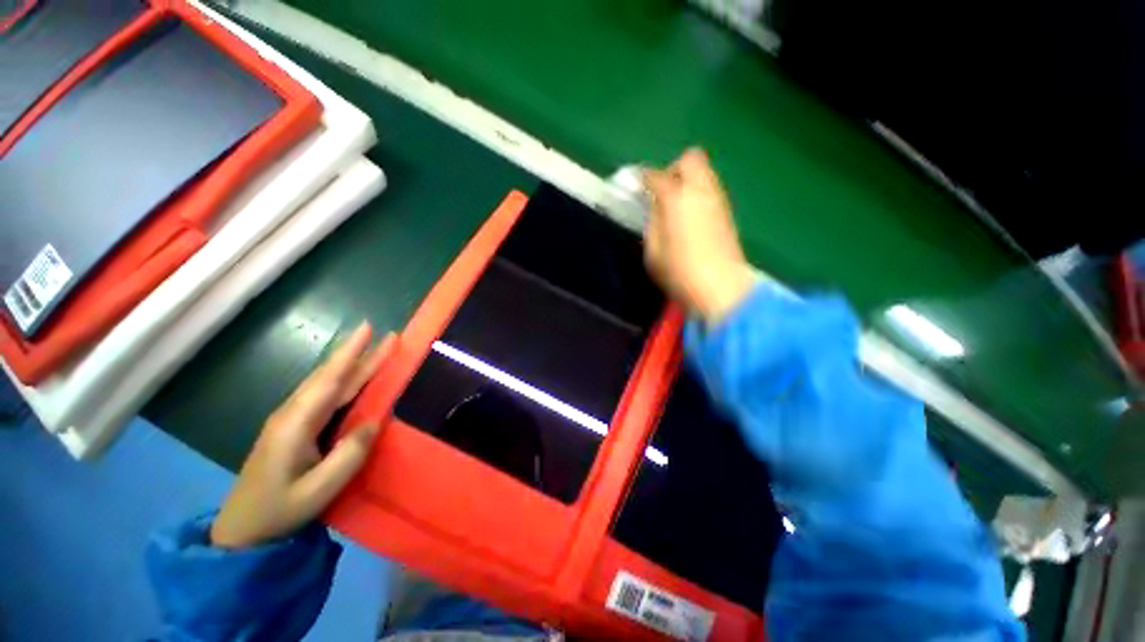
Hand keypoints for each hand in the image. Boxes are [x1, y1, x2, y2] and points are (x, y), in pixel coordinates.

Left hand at [210, 323, 395, 548]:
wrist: (241, 532)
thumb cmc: (279, 511)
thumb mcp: (319, 489)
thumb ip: (349, 454)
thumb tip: (374, 421)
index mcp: (296, 424)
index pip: (330, 380)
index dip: (351, 354)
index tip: (369, 329)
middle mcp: (292, 413)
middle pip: (331, 376)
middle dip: (359, 354)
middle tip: (386, 336)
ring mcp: (290, 420)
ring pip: (326, 383)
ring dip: (352, 365)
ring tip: (375, 350)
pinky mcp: (292, 428)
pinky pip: (323, 396)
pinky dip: (343, 381)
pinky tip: (353, 379)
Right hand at [643, 148, 756, 324]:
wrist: (722, 287)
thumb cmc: (679, 271)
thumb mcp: (653, 251)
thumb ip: (652, 222)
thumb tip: (655, 205)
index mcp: (676, 198)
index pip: (656, 176)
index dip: (644, 178)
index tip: (637, 187)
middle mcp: (700, 190)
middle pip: (689, 159)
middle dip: (673, 169)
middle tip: (662, 192)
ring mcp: (717, 199)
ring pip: (704, 172)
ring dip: (688, 180)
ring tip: (676, 205)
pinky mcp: (727, 212)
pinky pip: (711, 188)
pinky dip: (699, 193)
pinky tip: (691, 216)